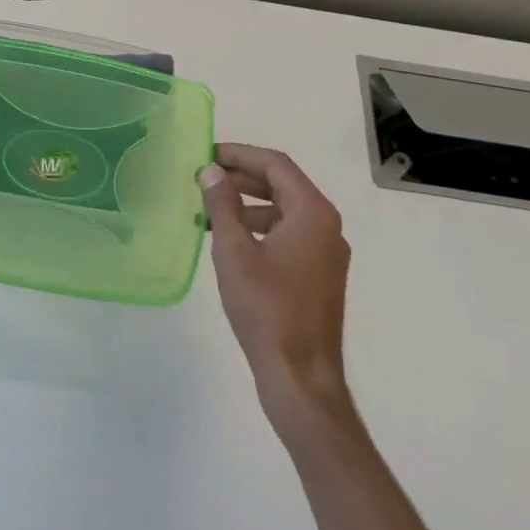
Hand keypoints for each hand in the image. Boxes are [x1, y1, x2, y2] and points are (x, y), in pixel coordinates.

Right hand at [199, 144, 355, 439]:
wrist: (301, 376)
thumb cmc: (266, 308)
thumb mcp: (235, 251)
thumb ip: (222, 206)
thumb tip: (211, 171)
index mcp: (313, 213)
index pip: (276, 165)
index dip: (240, 154)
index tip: (207, 153)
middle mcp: (326, 226)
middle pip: (282, 185)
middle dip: (242, 177)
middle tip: (203, 176)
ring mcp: (325, 253)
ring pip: (284, 211)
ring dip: (247, 204)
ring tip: (208, 209)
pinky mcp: (318, 276)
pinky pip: (288, 235)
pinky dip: (259, 228)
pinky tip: (229, 241)